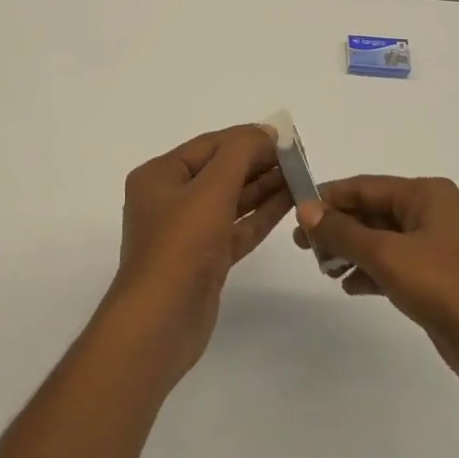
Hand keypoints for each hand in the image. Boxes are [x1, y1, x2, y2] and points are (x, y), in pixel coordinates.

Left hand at [105, 124, 293, 386]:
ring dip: (264, 187)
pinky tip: (288, 202)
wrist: (159, 325)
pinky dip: (260, 215)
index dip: (246, 138)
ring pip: (231, 200)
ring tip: (300, 175)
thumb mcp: (211, 190)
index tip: (284, 136)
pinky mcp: (205, 260)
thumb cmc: (180, 246)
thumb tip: (265, 132)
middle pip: (220, 171)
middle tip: (298, 157)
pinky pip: (236, 228)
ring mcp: (188, 232)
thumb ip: (240, 154)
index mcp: (159, 176)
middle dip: (258, 162)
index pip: (209, 145)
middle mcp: (170, 200)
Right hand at [295, 176, 458, 404]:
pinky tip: (348, 286)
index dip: (328, 198)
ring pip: (380, 240)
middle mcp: (430, 213)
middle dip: (337, 227)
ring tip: (322, 268)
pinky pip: (392, 266)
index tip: (294, 213)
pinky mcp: (435, 281)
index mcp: (426, 194)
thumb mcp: (389, 256)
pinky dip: (369, 272)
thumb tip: (305, 209)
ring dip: (350, 251)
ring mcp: (434, 248)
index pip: (364, 187)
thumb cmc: (449, 288)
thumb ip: (344, 232)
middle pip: (371, 212)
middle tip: (302, 246)